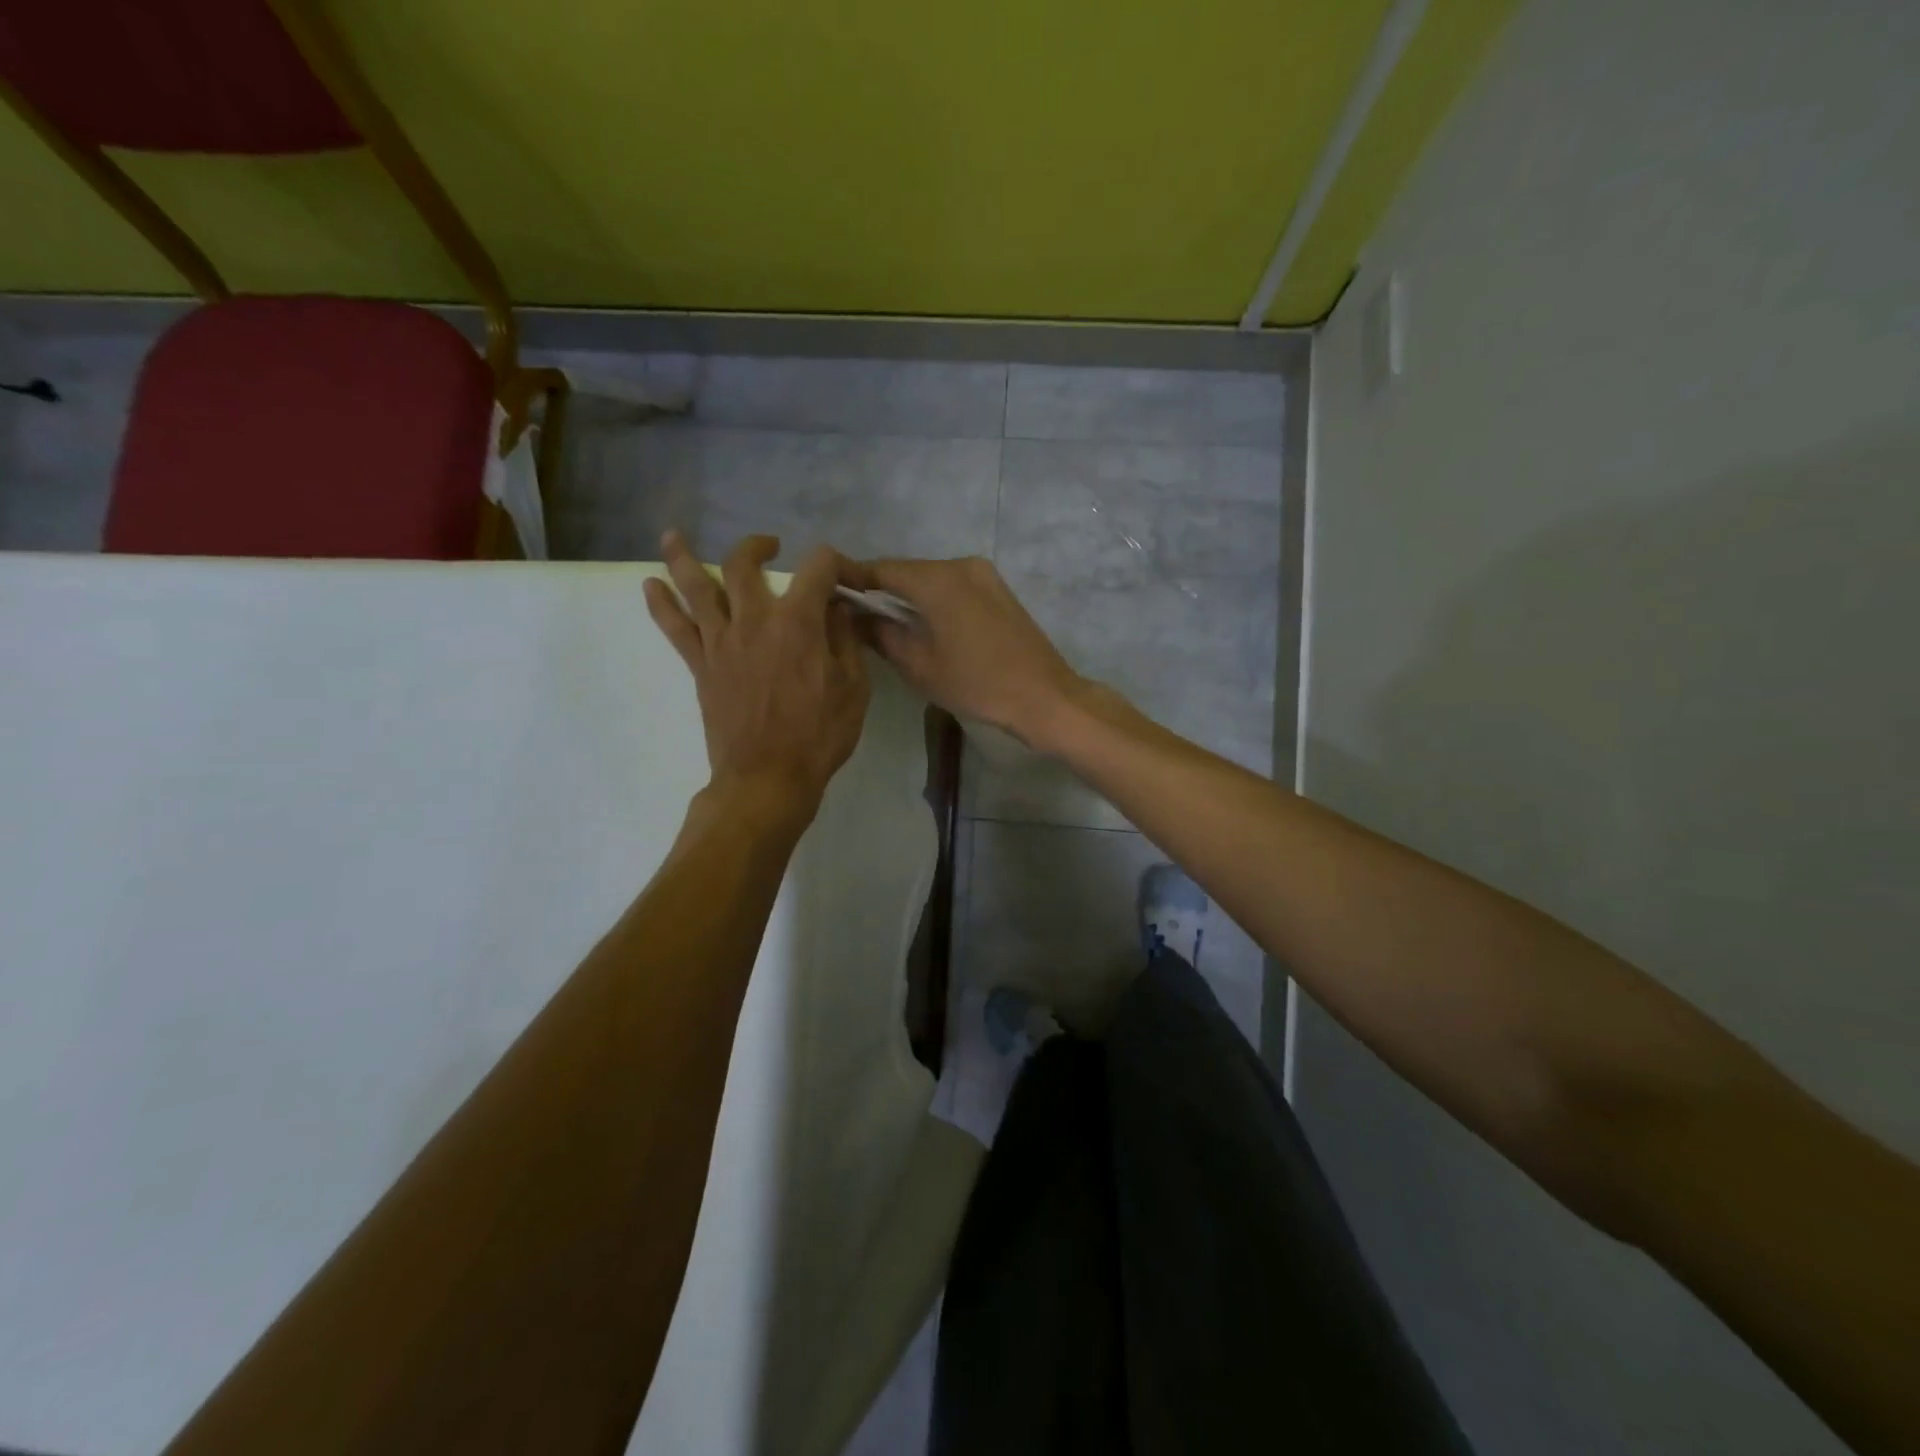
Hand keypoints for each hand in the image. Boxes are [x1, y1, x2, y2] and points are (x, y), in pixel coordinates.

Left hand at [645, 532, 869, 813]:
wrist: (768, 778)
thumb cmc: (819, 735)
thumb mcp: (854, 688)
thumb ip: (845, 640)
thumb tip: (837, 607)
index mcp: (798, 622)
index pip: (818, 568)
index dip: (839, 563)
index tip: (849, 578)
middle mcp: (754, 620)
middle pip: (744, 564)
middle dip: (757, 547)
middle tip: (769, 547)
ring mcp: (721, 641)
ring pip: (696, 586)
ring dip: (683, 557)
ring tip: (671, 536)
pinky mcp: (701, 666)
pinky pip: (675, 628)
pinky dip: (661, 604)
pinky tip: (649, 586)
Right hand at [842, 556, 1082, 747]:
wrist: (1043, 696)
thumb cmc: (976, 683)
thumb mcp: (918, 665)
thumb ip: (881, 634)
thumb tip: (854, 616)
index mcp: (937, 579)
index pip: (881, 569)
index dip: (852, 578)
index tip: (828, 591)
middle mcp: (960, 565)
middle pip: (907, 571)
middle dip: (879, 589)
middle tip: (853, 613)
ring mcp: (984, 575)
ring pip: (931, 579)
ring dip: (907, 596)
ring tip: (884, 622)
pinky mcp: (998, 590)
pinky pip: (953, 587)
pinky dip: (932, 600)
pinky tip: (922, 624)